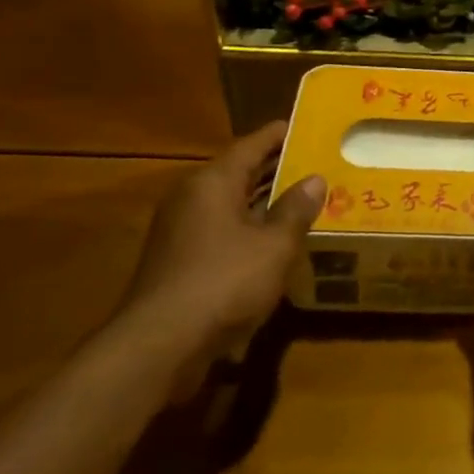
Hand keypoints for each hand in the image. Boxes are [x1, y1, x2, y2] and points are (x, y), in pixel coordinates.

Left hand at [116, 121, 323, 400]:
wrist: (158, 346)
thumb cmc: (223, 282)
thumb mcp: (274, 245)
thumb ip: (296, 209)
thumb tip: (315, 179)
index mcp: (213, 182)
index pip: (251, 144)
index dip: (280, 135)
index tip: (307, 127)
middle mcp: (192, 197)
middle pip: (239, 173)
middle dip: (276, 169)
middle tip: (316, 165)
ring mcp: (180, 231)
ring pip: (230, 205)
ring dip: (263, 203)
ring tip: (303, 202)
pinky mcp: (177, 262)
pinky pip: (220, 232)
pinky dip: (248, 230)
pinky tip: (273, 244)